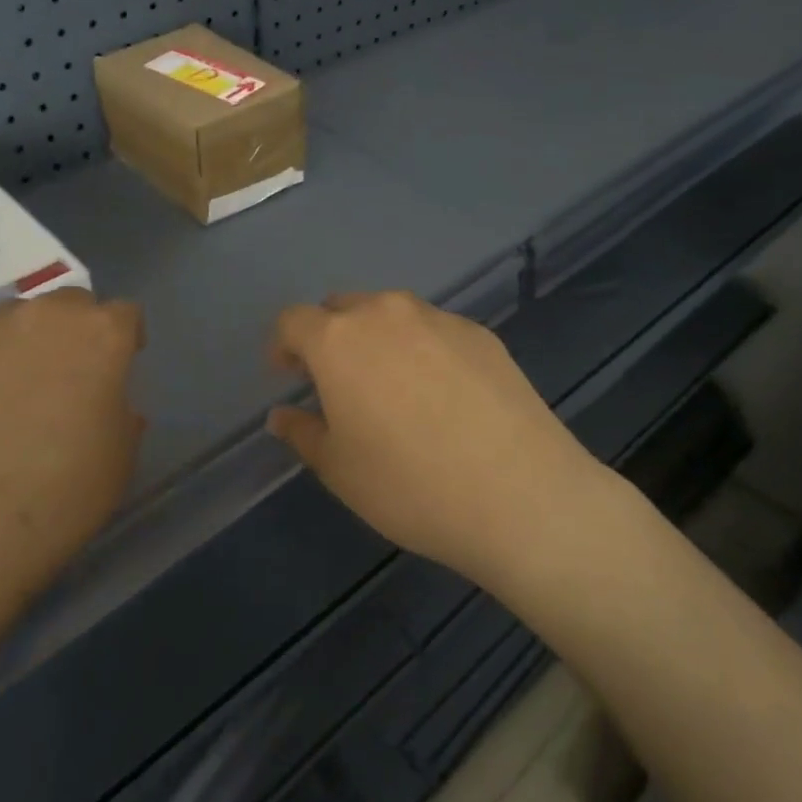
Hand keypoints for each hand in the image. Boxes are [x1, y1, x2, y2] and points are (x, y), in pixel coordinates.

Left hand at [0, 289, 145, 631]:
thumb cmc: (62, 497)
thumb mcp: (120, 458)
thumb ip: (121, 412)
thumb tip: (107, 400)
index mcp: (103, 335)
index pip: (125, 314)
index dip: (125, 339)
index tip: (118, 365)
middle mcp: (47, 314)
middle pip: (69, 303)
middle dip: (73, 330)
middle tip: (63, 375)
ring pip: (15, 315)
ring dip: (22, 339)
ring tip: (7, 387)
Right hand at [266, 292, 605, 583]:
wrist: (520, 493)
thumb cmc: (410, 485)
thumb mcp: (340, 470)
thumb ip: (302, 433)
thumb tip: (281, 416)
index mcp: (339, 340)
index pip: (294, 320)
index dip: (284, 345)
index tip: (289, 376)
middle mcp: (385, 313)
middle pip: (342, 308)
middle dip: (330, 337)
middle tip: (337, 382)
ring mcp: (438, 319)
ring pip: (391, 315)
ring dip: (377, 339)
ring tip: (392, 388)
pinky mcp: (481, 333)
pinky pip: (434, 330)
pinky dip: (422, 349)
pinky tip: (443, 395)